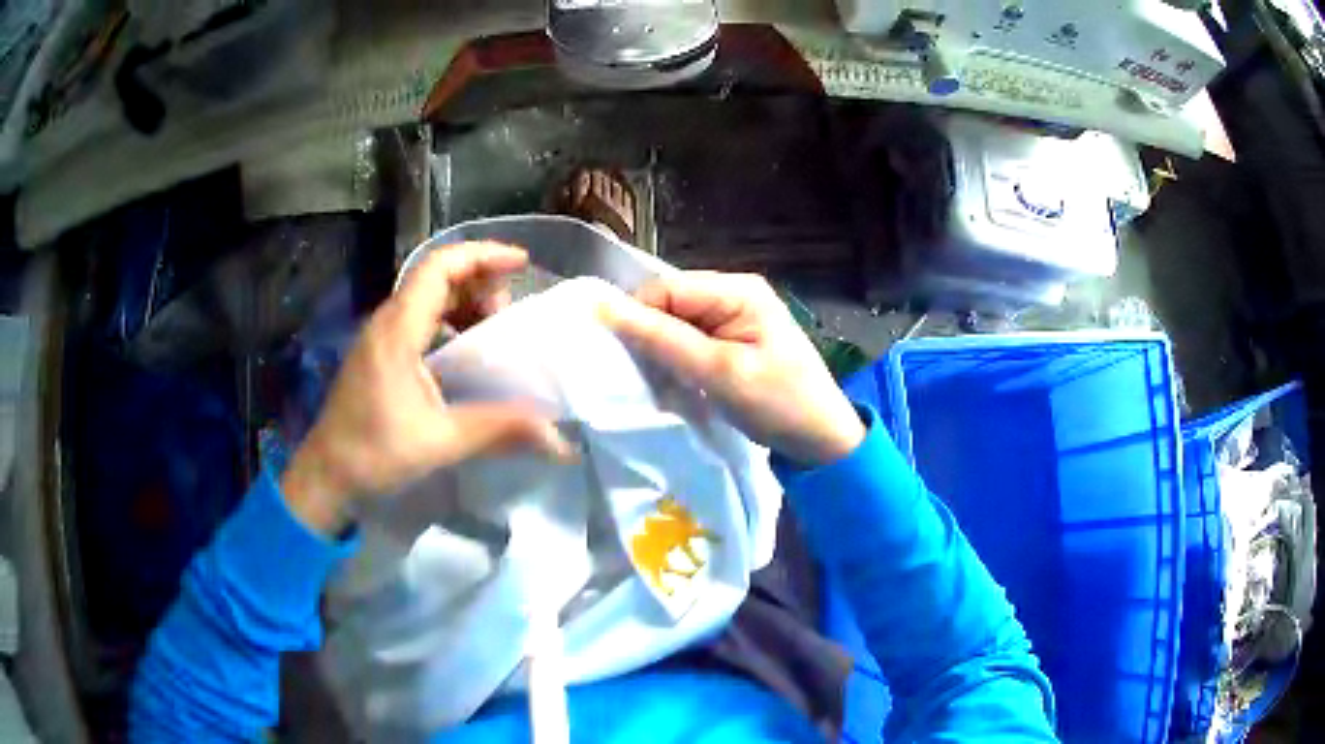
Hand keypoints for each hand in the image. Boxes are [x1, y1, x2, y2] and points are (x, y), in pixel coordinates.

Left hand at [281, 242, 572, 534]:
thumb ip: (498, 431)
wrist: (326, 476)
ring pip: (427, 297)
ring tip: (494, 329)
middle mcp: (387, 323)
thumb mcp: (440, 442)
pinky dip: (449, 322)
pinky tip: (465, 352)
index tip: (522, 262)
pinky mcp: (380, 355)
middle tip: (510, 312)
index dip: (482, 256)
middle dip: (479, 281)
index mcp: (398, 330)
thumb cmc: (374, 454)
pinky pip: (419, 320)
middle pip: (435, 276)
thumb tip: (559, 439)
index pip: (439, 268)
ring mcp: (380, 338)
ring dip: (464, 302)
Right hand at [606, 271, 865, 466]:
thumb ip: (663, 339)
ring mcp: (733, 317)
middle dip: (649, 337)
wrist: (822, 439)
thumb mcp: (720, 372)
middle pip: (668, 304)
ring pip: (675, 324)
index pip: (665, 288)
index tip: (622, 359)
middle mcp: (733, 293)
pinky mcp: (731, 340)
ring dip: (662, 353)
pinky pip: (689, 341)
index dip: (636, 317)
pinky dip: (677, 363)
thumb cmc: (779, 403)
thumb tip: (604, 308)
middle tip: (642, 377)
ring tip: (661, 384)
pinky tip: (677, 385)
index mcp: (737, 290)